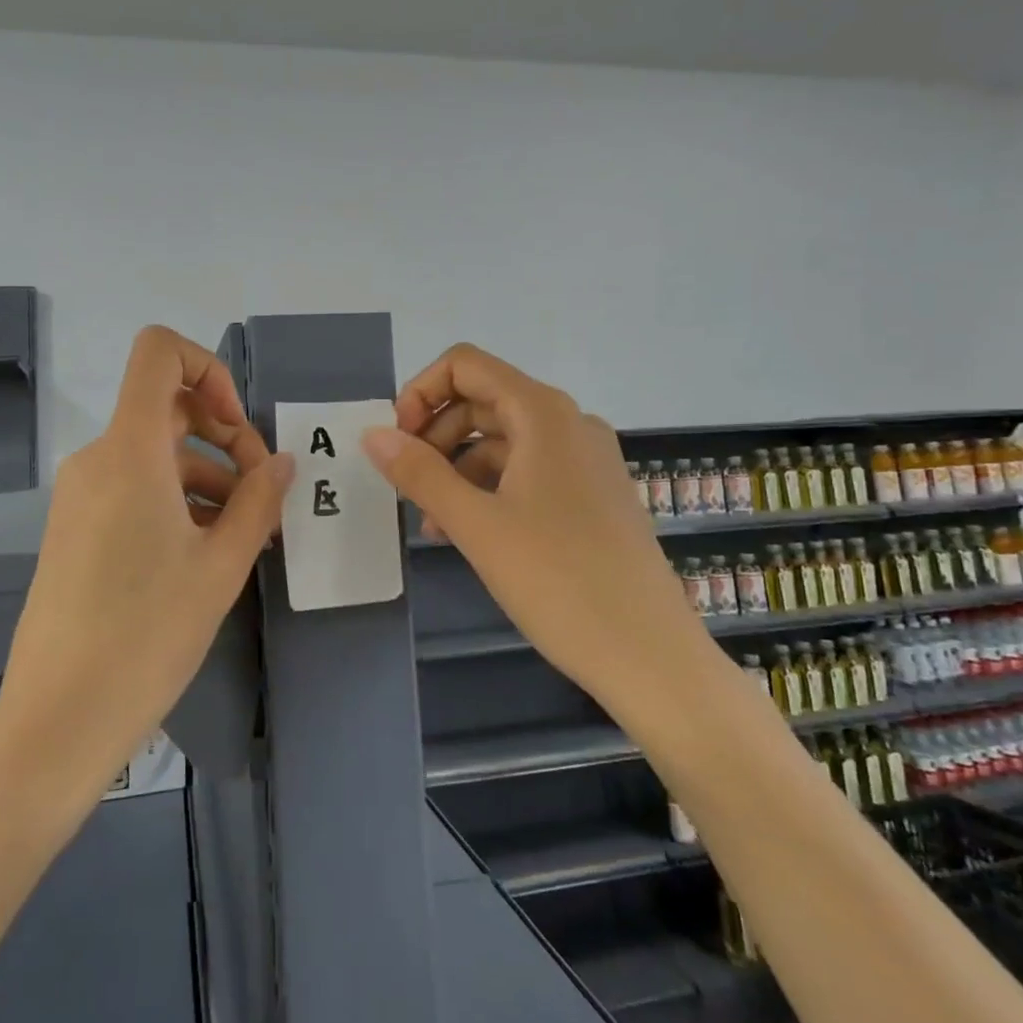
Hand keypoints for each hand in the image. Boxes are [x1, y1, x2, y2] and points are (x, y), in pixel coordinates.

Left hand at [0, 326, 294, 799]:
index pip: (158, 354)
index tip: (238, 427)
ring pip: (157, 453)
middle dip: (225, 435)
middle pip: (167, 407)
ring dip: (209, 475)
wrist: (59, 719)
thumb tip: (281, 463)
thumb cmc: (147, 634)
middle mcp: (98, 458)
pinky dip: (178, 498)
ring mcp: (81, 494)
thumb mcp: (220, 565)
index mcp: (129, 451)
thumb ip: (258, 501)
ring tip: (249, 532)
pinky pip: (135, 486)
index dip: (208, 367)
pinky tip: (210, 548)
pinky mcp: (77, 527)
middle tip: (262, 492)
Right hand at [361, 343, 694, 700]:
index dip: (421, 393)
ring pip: (503, 440)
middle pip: (482, 400)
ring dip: (457, 468)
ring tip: (431, 522)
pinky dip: (489, 489)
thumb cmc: (558, 580)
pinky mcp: (592, 495)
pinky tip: (467, 533)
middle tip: (407, 487)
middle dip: (435, 435)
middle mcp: (569, 423)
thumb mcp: (476, 525)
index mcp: (543, 413)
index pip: (465, 365)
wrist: (650, 656)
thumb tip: (372, 434)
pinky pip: (527, 471)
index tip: (398, 443)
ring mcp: (586, 459)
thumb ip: (419, 472)